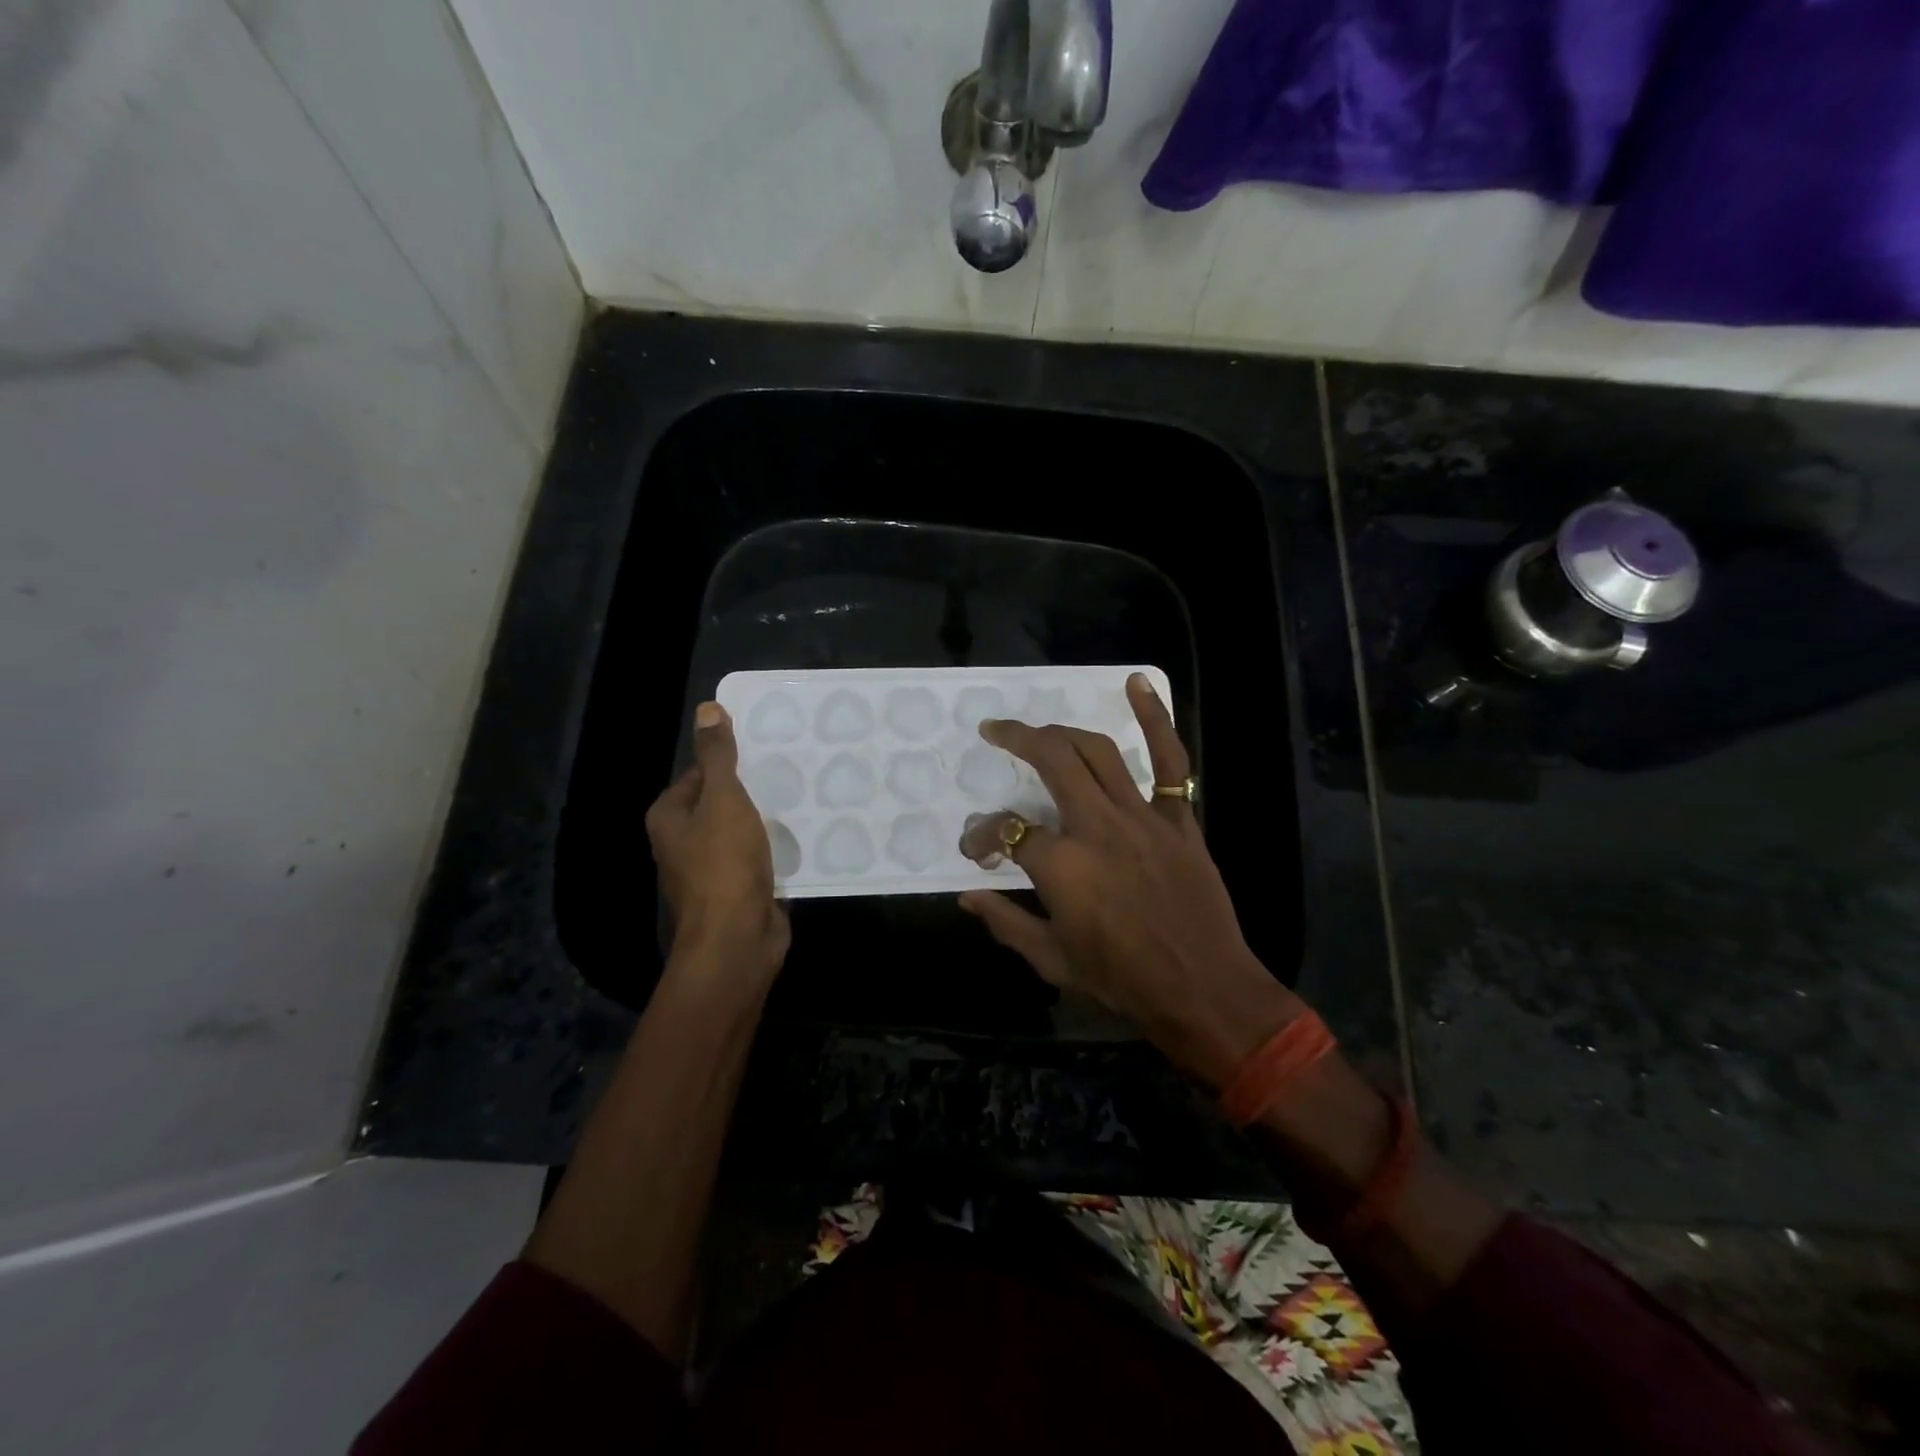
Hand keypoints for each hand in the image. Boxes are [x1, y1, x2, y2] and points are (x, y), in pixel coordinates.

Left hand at [646, 702, 789, 987]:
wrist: (737, 939)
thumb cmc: (724, 864)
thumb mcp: (723, 799)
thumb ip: (718, 756)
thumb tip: (707, 709)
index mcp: (669, 818)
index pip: (698, 774)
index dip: (729, 761)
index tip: (766, 750)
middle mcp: (682, 842)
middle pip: (720, 802)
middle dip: (751, 789)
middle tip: (791, 769)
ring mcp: (710, 870)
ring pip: (740, 831)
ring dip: (766, 819)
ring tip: (802, 796)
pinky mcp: (737, 890)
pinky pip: (756, 857)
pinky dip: (775, 847)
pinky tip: (803, 835)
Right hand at [958, 674, 1301, 1084]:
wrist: (1203, 992)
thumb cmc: (1122, 982)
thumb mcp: (1052, 961)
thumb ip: (1005, 922)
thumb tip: (967, 895)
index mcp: (1062, 867)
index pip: (1008, 832)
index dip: (984, 837)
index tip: (977, 849)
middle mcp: (1097, 827)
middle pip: (1051, 762)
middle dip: (1016, 740)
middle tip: (994, 731)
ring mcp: (1142, 818)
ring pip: (1097, 752)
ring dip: (1062, 732)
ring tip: (1039, 728)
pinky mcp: (1178, 820)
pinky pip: (1170, 761)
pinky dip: (1156, 719)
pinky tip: (1137, 684)